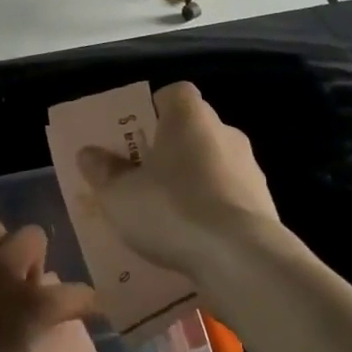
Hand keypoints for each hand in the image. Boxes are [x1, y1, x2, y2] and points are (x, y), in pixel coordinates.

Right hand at [77, 81, 279, 286]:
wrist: (241, 258)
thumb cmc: (172, 210)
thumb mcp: (120, 195)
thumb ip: (102, 171)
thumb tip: (89, 153)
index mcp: (190, 116)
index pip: (174, 94)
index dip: (152, 110)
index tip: (134, 137)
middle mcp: (225, 131)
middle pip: (192, 131)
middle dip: (168, 151)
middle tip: (140, 179)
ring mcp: (249, 167)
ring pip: (211, 165)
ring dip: (190, 182)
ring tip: (164, 216)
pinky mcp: (263, 203)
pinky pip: (227, 197)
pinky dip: (210, 210)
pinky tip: (192, 238)